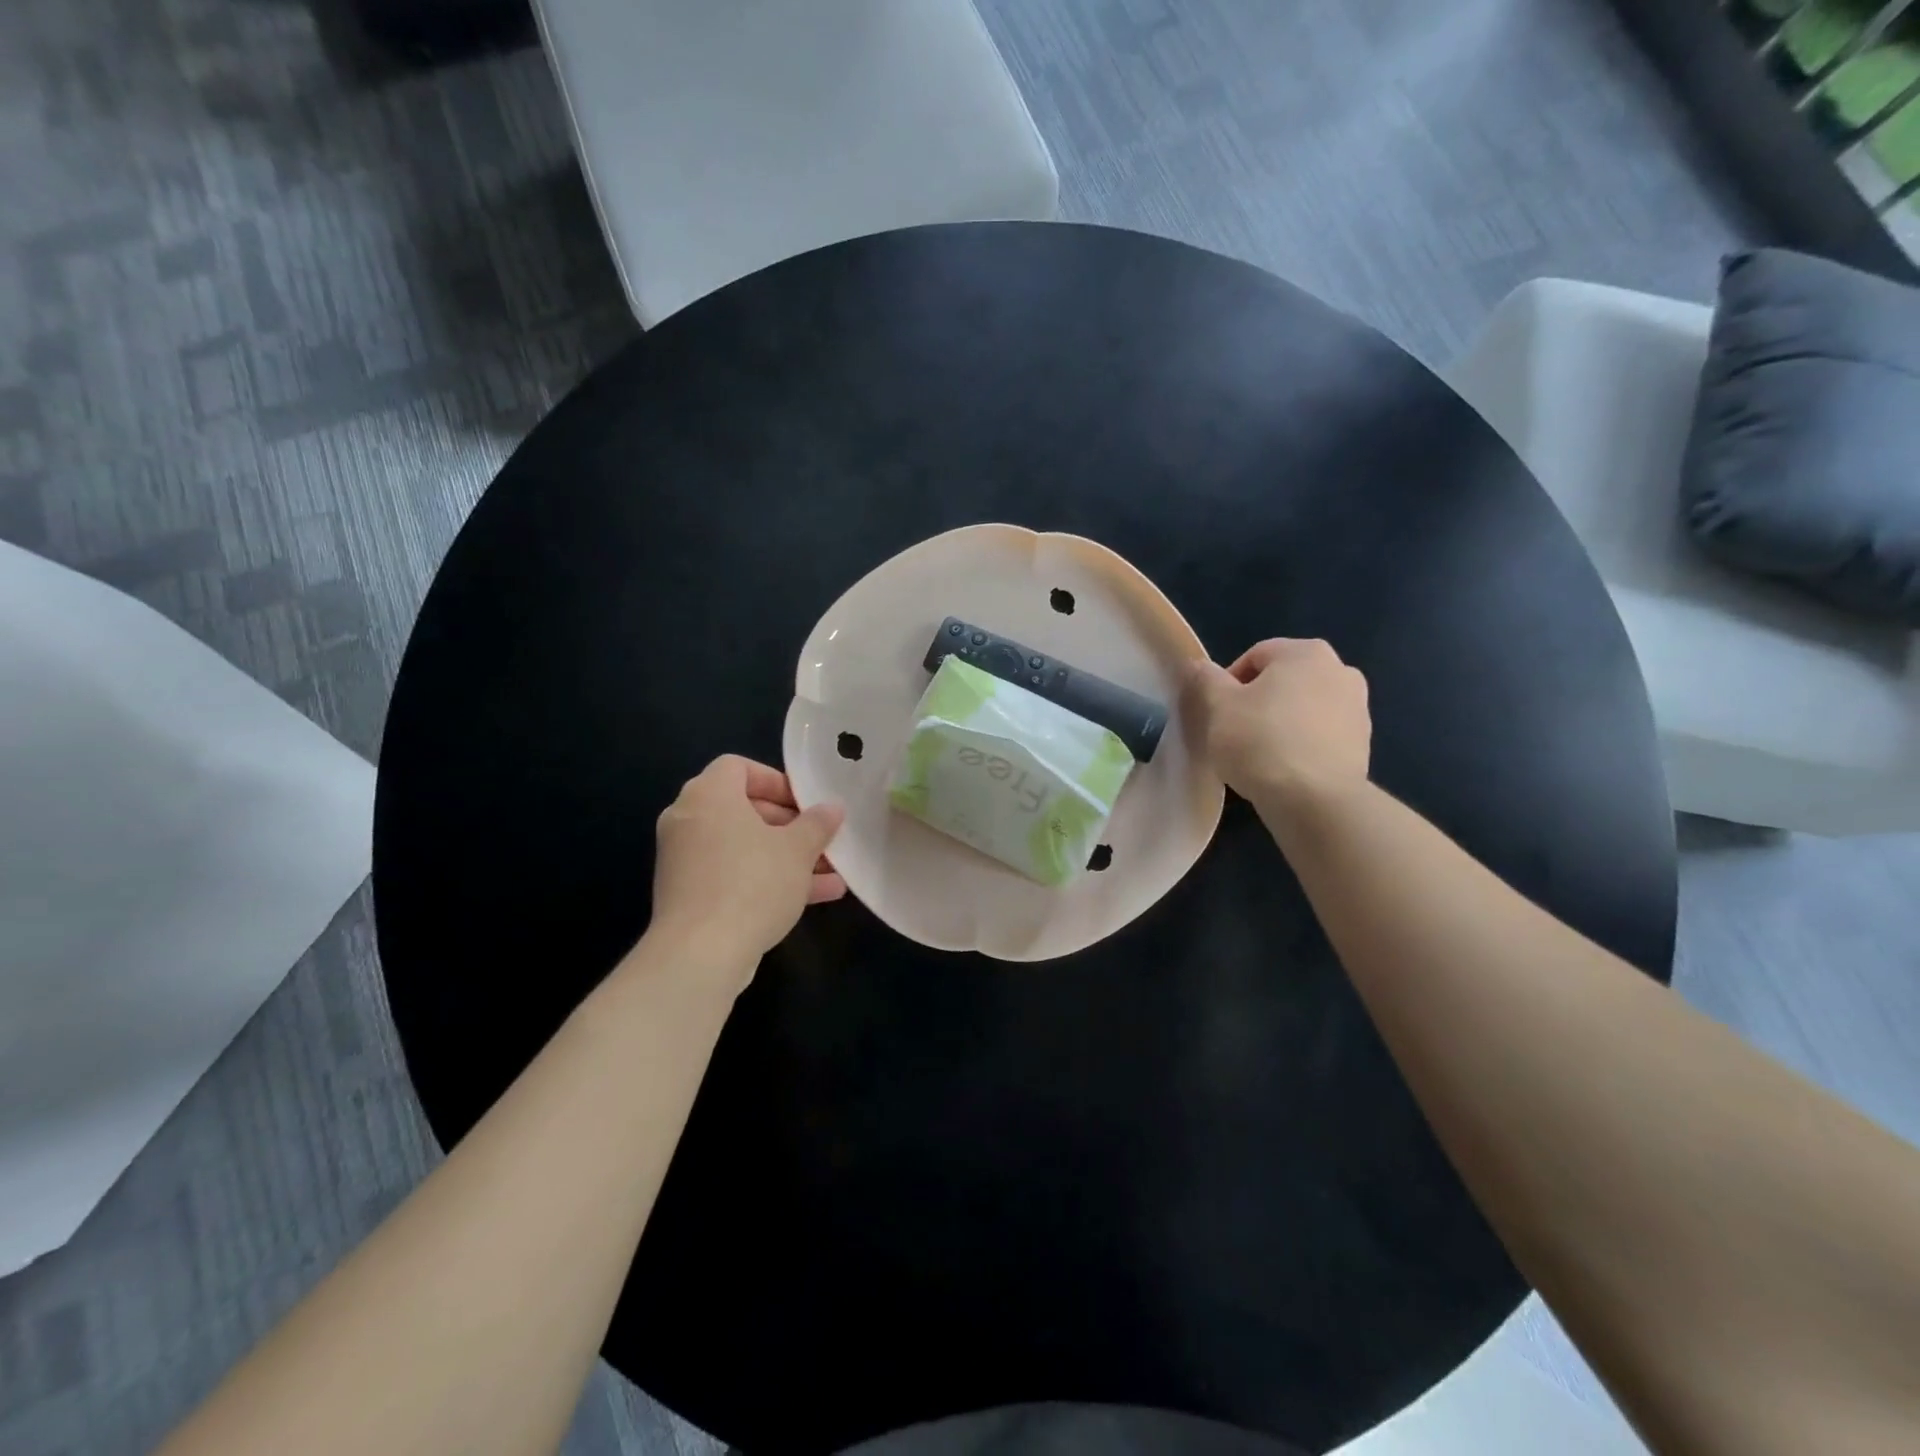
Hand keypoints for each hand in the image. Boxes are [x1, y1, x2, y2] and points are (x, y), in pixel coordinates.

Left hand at [648, 756, 846, 975]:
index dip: (776, 780)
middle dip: (789, 825)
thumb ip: (817, 824)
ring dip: (785, 856)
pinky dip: (764, 878)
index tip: (805, 803)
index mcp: (709, 796)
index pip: (738, 767)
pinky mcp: (687, 894)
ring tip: (830, 872)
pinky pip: (731, 873)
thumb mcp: (797, 850)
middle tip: (820, 839)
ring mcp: (684, 859)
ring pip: (742, 846)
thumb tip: (832, 807)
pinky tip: (812, 898)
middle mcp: (688, 820)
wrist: (701, 955)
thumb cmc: (752, 884)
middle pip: (742, 808)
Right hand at [1184, 639, 1371, 817]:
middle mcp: (1340, 670)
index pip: (1256, 656)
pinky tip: (1282, 768)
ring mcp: (1358, 708)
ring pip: (1304, 707)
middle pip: (1284, 680)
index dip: (1229, 682)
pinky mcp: (1363, 744)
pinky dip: (1301, 743)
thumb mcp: (1219, 707)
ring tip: (1259, 753)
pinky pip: (1321, 734)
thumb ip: (1207, 679)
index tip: (1217, 712)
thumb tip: (1200, 666)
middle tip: (1234, 730)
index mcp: (1306, 652)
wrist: (1314, 801)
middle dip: (1258, 701)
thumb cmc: (1261, 742)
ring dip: (1281, 722)